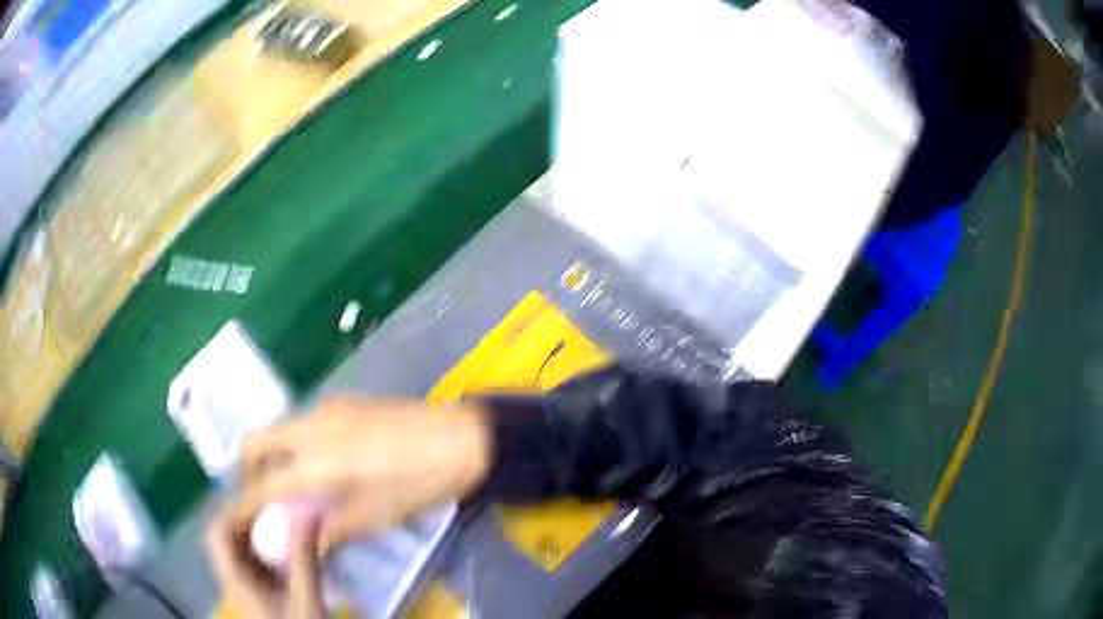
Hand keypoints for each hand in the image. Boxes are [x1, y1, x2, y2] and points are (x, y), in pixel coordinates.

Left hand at [205, 501, 324, 618]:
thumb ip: (305, 556)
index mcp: (235, 578)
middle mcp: (231, 579)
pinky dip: (263, 549)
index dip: (232, 511)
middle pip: (225, 538)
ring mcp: (242, 587)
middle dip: (246, 519)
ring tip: (282, 525)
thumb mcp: (306, 596)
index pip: (216, 533)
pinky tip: (285, 551)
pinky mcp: (255, 593)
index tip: (260, 501)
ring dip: (255, 533)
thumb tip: (309, 513)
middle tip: (275, 510)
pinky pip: (250, 561)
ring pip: (237, 549)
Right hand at [237, 398, 491, 554]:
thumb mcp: (378, 515)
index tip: (237, 518)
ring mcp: (328, 408)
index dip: (246, 503)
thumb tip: (306, 544)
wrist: (464, 436)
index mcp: (318, 461)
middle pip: (258, 441)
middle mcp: (312, 427)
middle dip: (249, 470)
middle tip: (262, 499)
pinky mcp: (345, 402)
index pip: (266, 484)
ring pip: (280, 428)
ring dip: (273, 455)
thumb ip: (334, 529)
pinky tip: (318, 465)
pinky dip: (295, 443)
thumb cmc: (421, 481)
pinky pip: (303, 422)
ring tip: (291, 487)